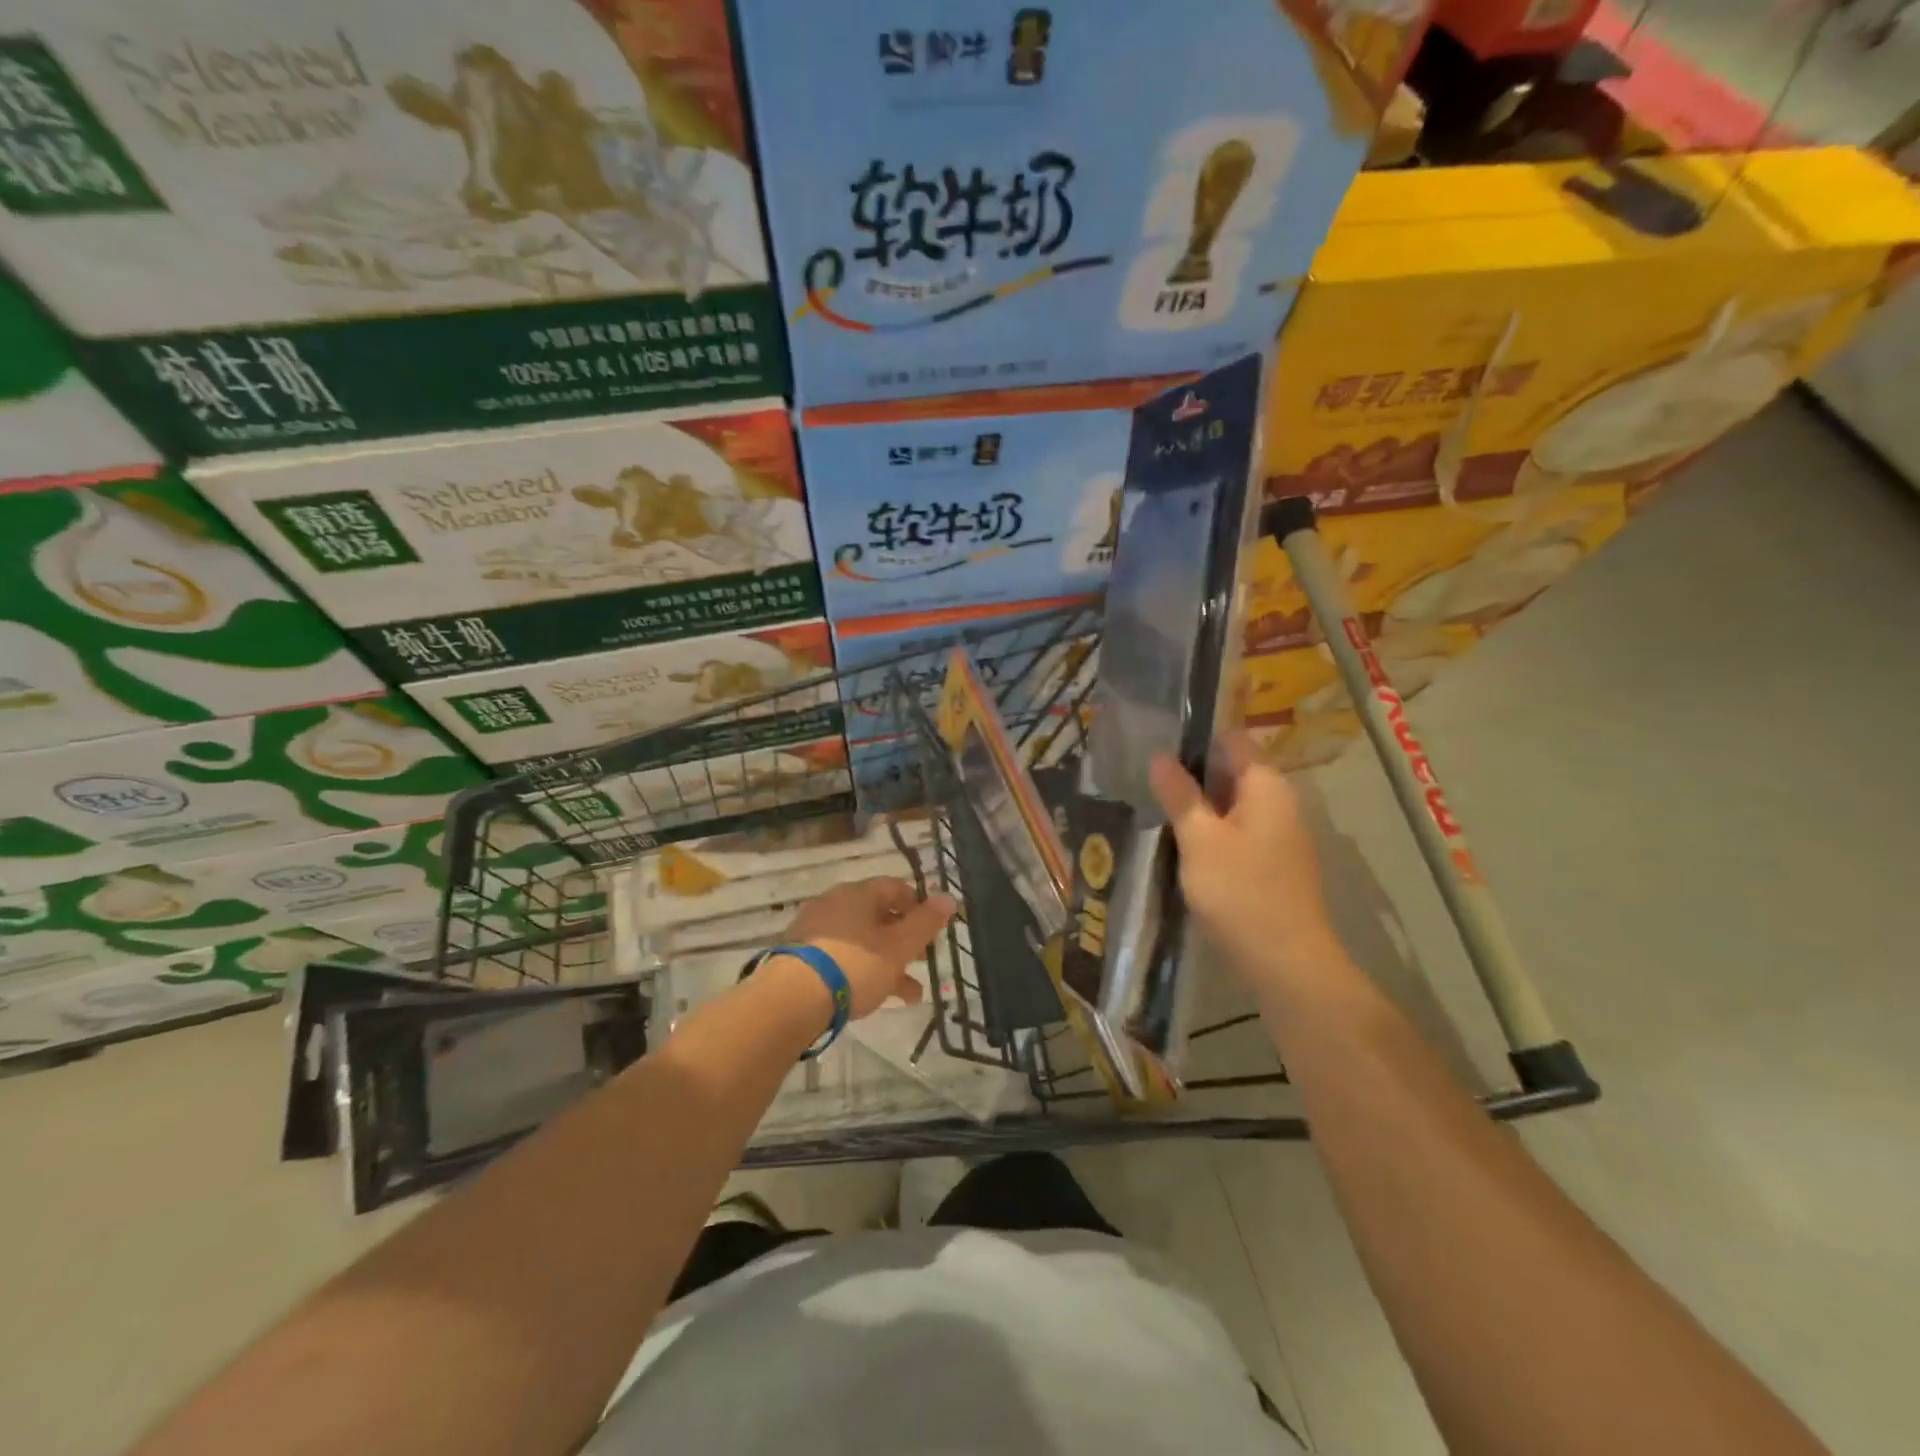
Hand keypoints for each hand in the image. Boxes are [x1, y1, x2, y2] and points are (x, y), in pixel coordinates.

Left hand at [780, 877, 957, 1018]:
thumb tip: (948, 897)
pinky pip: (841, 958)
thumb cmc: (855, 965)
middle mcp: (835, 904)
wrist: (792, 999)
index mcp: (858, 893)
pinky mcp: (801, 958)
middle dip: (905, 940)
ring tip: (909, 994)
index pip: (895, 887)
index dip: (918, 906)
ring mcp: (815, 931)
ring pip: (862, 942)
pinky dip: (862, 972)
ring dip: (888, 963)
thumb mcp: (899, 946)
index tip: (933, 930)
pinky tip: (876, 998)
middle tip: (923, 961)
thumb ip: (926, 922)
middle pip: (878, 916)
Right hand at [1149, 737, 1341, 987]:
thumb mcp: (1199, 838)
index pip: (1232, 740)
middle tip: (1145, 774)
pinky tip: (1180, 843)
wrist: (1286, 962)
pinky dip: (1211, 831)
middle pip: (1231, 772)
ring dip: (1198, 805)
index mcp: (1266, 786)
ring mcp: (1279, 836)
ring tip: (1154, 804)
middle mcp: (1279, 803)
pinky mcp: (1272, 864)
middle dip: (1191, 772)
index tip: (1157, 739)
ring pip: (1232, 805)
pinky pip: (1237, 833)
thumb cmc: (1240, 890)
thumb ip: (1179, 794)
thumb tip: (1160, 756)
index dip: (1196, 736)